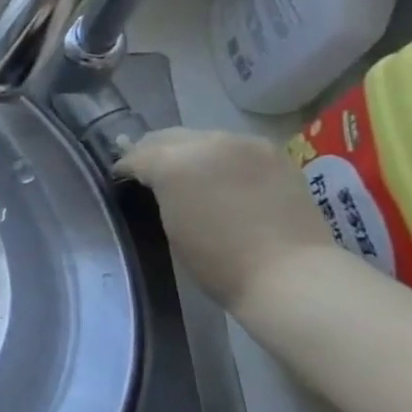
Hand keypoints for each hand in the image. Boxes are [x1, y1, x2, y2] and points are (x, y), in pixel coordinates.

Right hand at [117, 128, 337, 312]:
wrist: (290, 274)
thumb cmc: (218, 261)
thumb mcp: (170, 225)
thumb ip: (159, 192)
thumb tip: (155, 181)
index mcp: (173, 162)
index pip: (136, 155)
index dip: (125, 169)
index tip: (122, 182)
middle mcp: (207, 142)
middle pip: (167, 137)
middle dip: (154, 153)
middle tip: (150, 175)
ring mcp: (244, 143)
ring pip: (201, 138)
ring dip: (189, 153)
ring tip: (189, 176)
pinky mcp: (273, 153)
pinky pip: (232, 146)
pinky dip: (220, 158)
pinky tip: (221, 178)